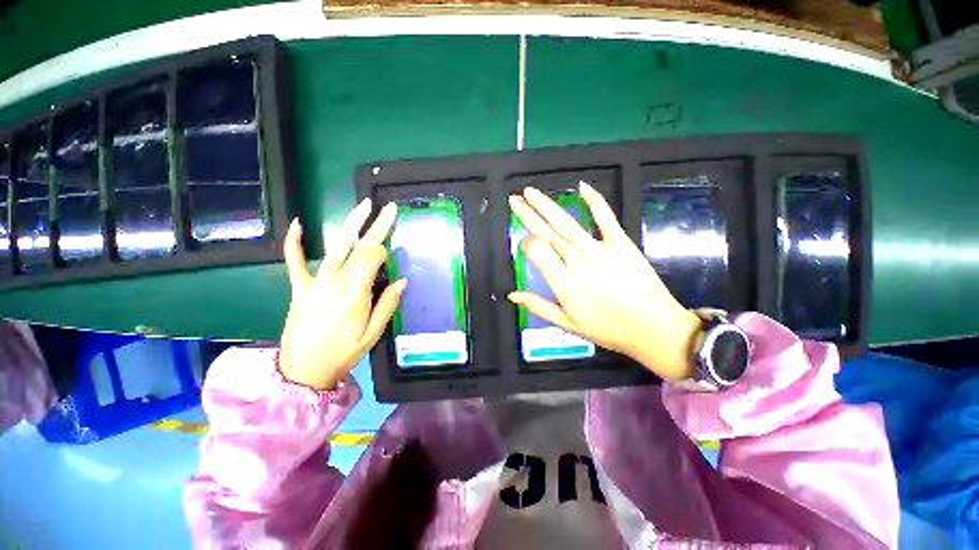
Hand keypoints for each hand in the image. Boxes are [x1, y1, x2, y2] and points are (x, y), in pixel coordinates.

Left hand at [279, 199, 405, 390]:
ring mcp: (315, 282)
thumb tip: (403, 281)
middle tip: (388, 207)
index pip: (371, 257)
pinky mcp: (299, 287)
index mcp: (355, 294)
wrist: (302, 371)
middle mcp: (335, 282)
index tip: (390, 256)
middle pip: (358, 246)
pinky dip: (295, 242)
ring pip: (335, 246)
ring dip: (350, 223)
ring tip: (363, 206)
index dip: (383, 251)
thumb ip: (387, 305)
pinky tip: (299, 224)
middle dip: (376, 225)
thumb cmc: (343, 353)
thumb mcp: (373, 334)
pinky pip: (294, 260)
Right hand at [508, 182, 701, 379]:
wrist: (654, 328)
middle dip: (527, 213)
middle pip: (546, 232)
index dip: (527, 243)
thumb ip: (538, 307)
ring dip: (546, 205)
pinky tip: (582, 186)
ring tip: (531, 191)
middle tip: (514, 198)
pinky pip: (604, 216)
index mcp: (563, 282)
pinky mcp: (620, 242)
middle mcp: (577, 261)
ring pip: (566, 222)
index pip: (536, 251)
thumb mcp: (568, 324)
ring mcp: (599, 249)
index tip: (525, 243)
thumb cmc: (609, 329)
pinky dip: (594, 200)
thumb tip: (512, 294)